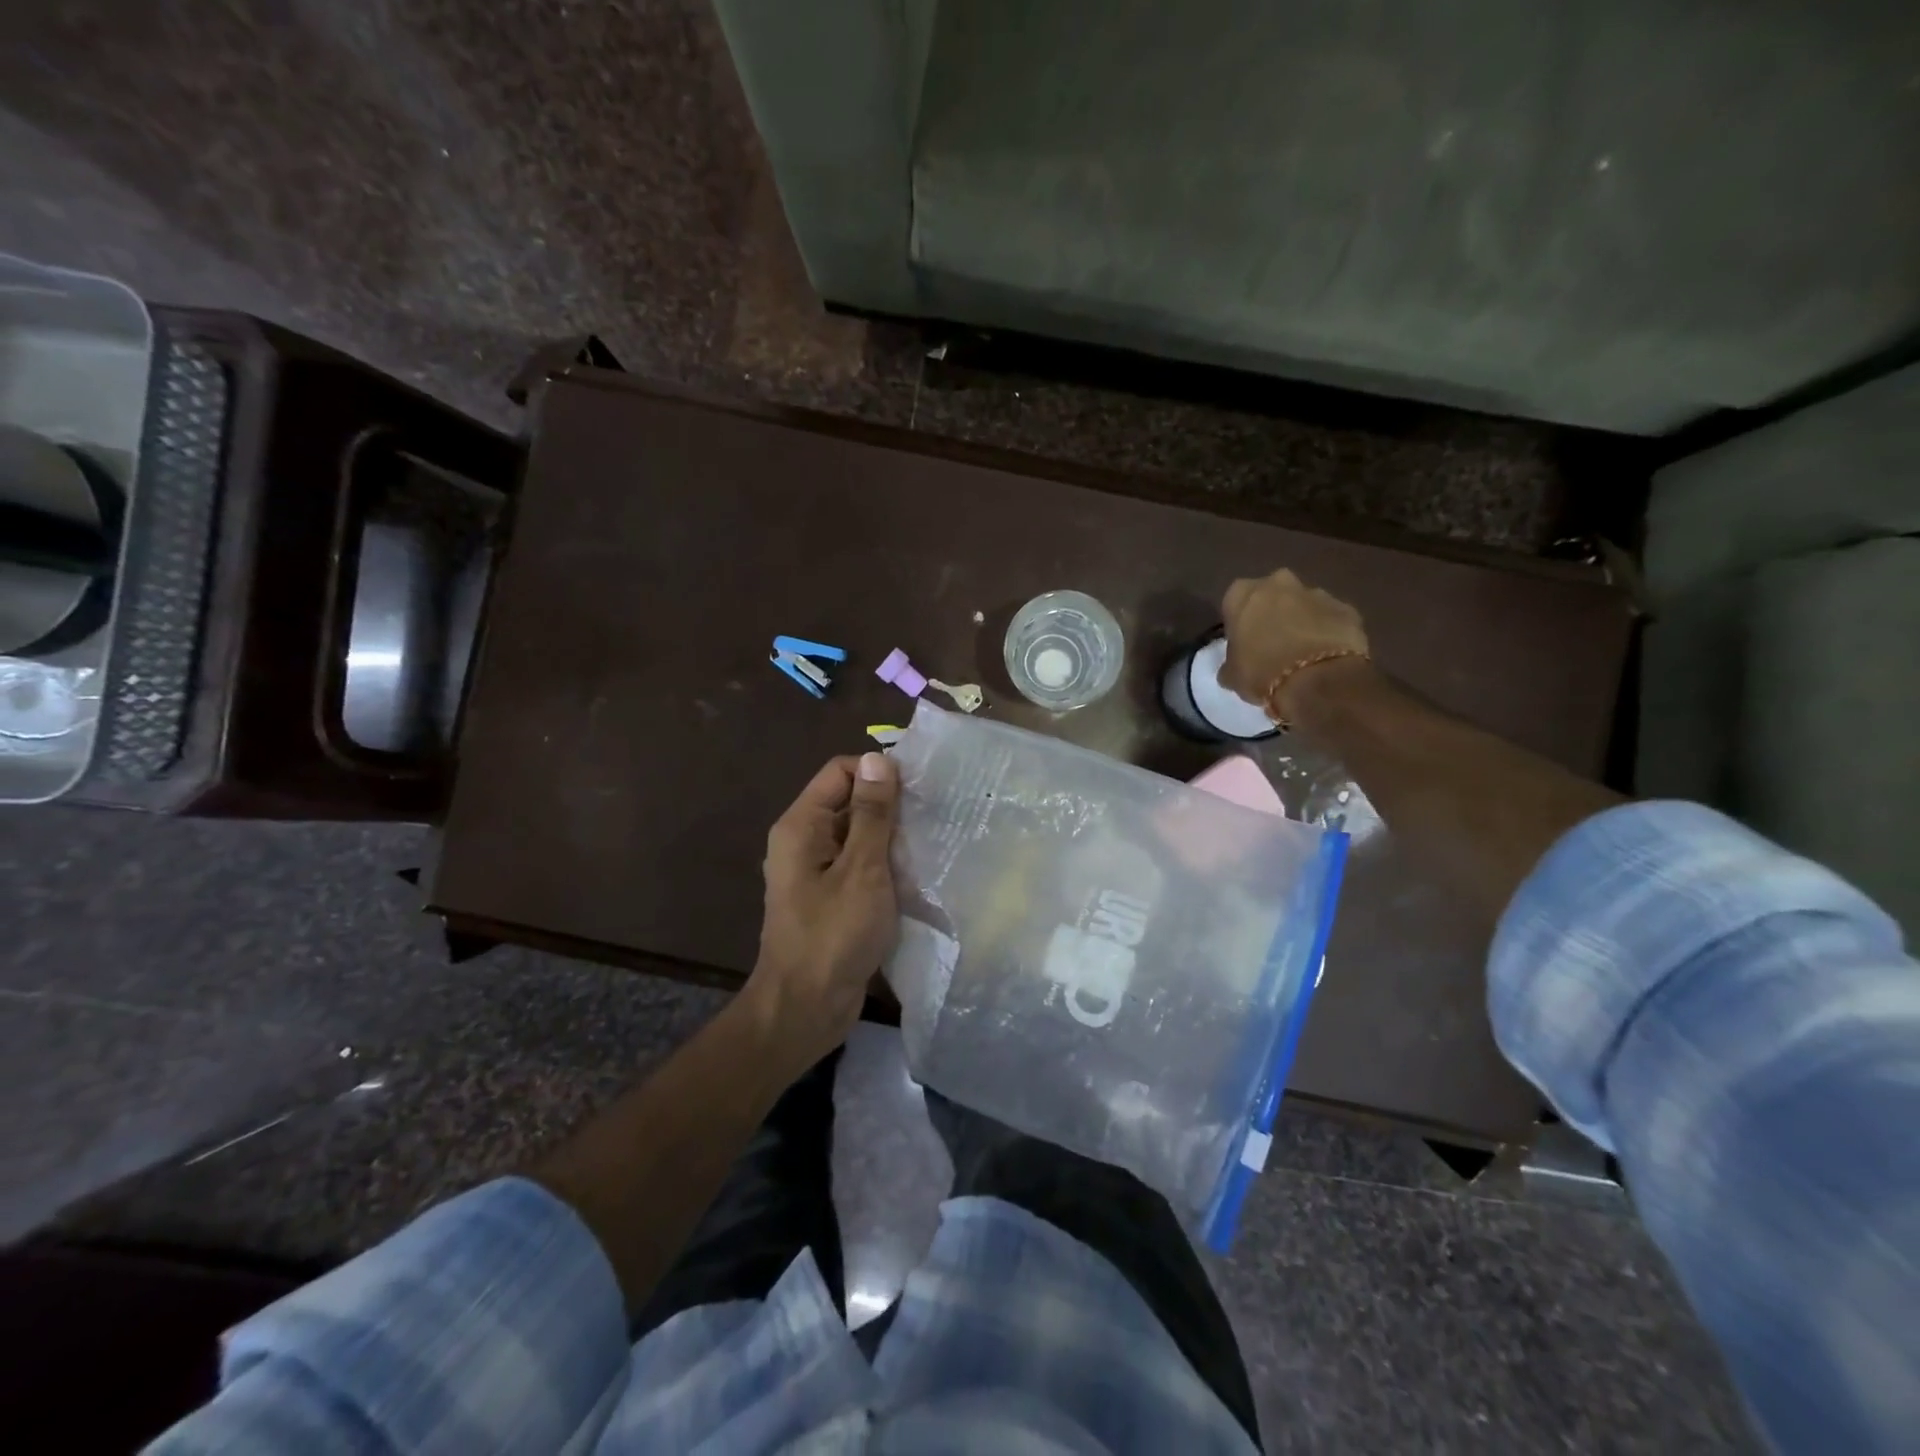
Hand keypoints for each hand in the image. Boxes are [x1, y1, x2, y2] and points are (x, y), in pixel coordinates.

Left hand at [745, 752, 900, 1071]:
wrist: (806, 1009)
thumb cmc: (833, 935)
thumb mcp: (862, 869)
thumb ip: (872, 814)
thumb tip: (878, 758)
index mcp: (802, 826)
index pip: (840, 772)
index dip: (878, 773)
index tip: (919, 789)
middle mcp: (804, 841)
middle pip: (849, 802)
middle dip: (889, 806)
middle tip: (934, 816)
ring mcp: (816, 872)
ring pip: (858, 836)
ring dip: (891, 838)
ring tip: (931, 842)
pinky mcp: (831, 898)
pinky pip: (859, 866)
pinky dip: (885, 865)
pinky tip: (916, 874)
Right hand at [1220, 568, 1370, 719]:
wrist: (1317, 680)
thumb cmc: (1261, 672)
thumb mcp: (1232, 675)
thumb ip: (1231, 664)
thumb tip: (1233, 668)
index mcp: (1243, 594)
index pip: (1234, 601)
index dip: (1239, 622)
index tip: (1243, 642)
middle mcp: (1278, 583)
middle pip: (1272, 594)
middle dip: (1273, 612)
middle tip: (1272, 642)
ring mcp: (1317, 592)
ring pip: (1304, 604)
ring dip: (1302, 620)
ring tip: (1302, 652)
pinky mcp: (1347, 608)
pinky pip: (1332, 618)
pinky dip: (1328, 631)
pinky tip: (1326, 656)